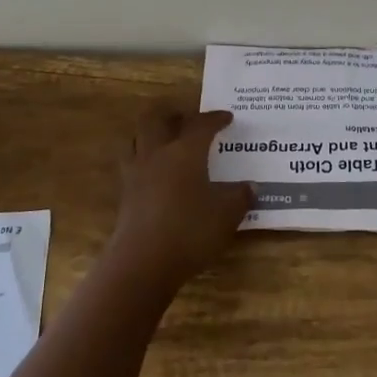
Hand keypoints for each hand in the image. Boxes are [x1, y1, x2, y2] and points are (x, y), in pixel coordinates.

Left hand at [105, 105, 252, 293]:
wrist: (142, 263)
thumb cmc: (190, 231)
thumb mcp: (227, 215)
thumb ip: (240, 196)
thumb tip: (251, 186)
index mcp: (185, 151)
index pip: (201, 124)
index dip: (215, 118)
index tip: (227, 117)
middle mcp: (158, 154)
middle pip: (156, 119)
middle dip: (172, 113)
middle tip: (188, 118)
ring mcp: (136, 173)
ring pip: (137, 138)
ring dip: (151, 133)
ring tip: (165, 139)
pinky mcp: (125, 194)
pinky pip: (132, 163)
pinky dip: (143, 159)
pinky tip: (154, 173)